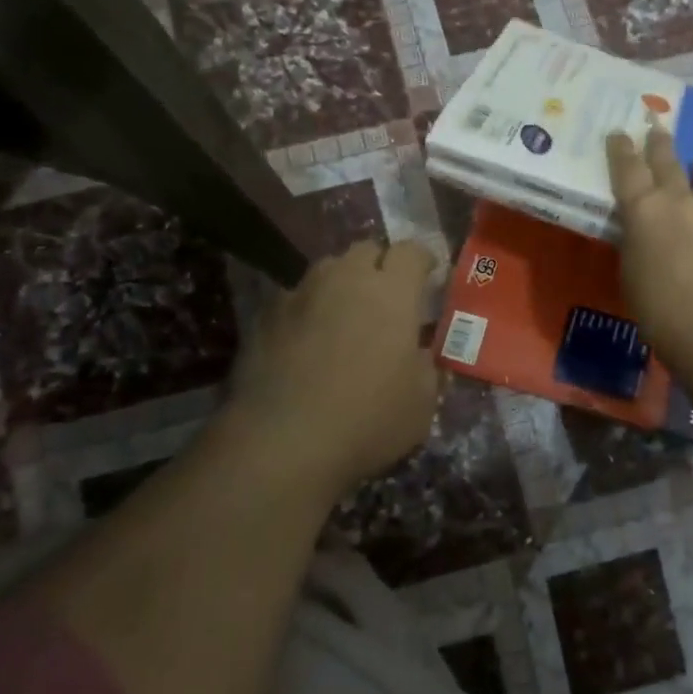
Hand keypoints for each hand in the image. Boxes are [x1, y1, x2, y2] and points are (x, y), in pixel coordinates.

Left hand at [223, 240, 440, 500]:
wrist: (281, 443)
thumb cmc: (368, 420)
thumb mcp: (422, 402)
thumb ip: (426, 366)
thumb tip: (419, 354)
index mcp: (392, 292)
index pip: (411, 251)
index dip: (422, 262)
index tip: (428, 279)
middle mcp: (345, 279)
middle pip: (366, 250)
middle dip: (380, 266)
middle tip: (386, 299)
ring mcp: (300, 293)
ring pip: (327, 270)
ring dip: (341, 285)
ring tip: (344, 317)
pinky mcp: (264, 316)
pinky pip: (294, 299)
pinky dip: (306, 311)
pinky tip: (305, 342)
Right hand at [607, 128, 692, 376]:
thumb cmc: (657, 309)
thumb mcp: (630, 271)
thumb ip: (636, 240)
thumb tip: (643, 228)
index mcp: (643, 211)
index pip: (627, 168)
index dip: (621, 148)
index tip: (620, 133)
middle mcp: (680, 199)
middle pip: (667, 161)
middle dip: (659, 143)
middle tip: (658, 130)